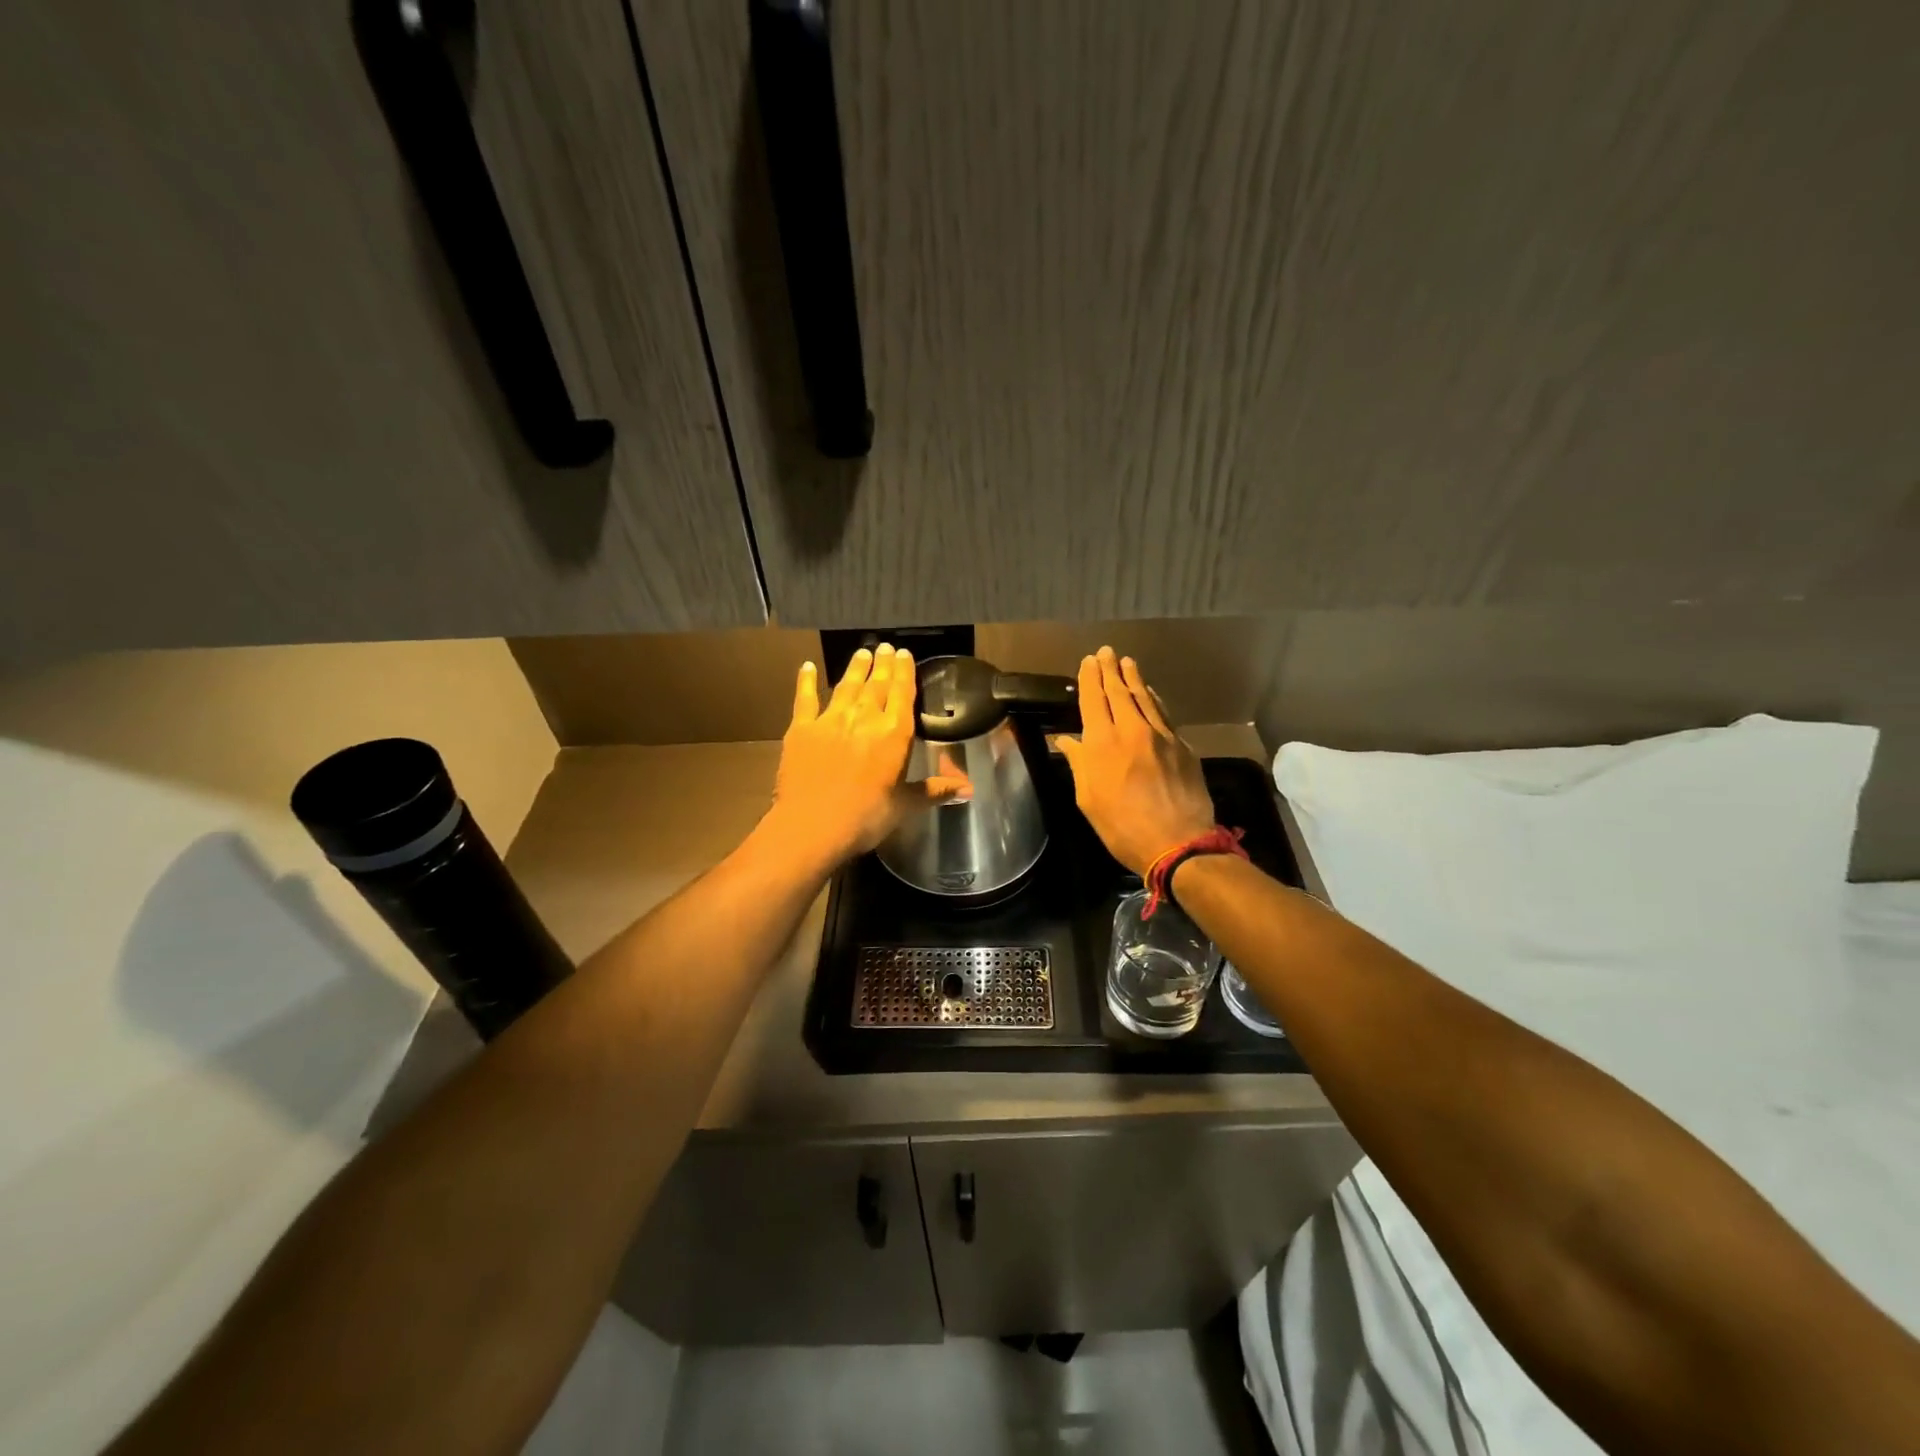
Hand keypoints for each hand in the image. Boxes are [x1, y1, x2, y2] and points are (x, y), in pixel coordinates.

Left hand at [763, 645, 968, 869]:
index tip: (904, 654)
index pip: (903, 694)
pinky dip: (806, 681)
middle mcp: (865, 718)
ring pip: (847, 686)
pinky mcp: (801, 729)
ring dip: (855, 668)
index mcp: (894, 734)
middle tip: (885, 646)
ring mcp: (831, 720)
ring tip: (862, 652)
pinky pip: (805, 698)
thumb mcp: (905, 806)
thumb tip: (970, 790)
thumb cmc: (866, 818)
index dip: (905, 672)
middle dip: (883, 665)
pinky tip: (806, 667)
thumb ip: (935, 791)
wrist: (812, 826)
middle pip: (877, 685)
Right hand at [1056, 646, 1215, 875]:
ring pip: (1145, 698)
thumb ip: (1079, 764)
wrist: (1177, 842)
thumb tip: (1067, 740)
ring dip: (1134, 678)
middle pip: (1119, 692)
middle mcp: (1131, 731)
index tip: (1088, 662)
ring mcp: (1161, 736)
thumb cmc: (1122, 827)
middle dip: (1110, 670)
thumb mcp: (1088, 800)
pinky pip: (1164, 714)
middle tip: (1106, 652)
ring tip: (1127, 662)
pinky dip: (1154, 699)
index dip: (1089, 679)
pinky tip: (1151, 693)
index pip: (1093, 700)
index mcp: (1102, 744)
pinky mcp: (1182, 746)